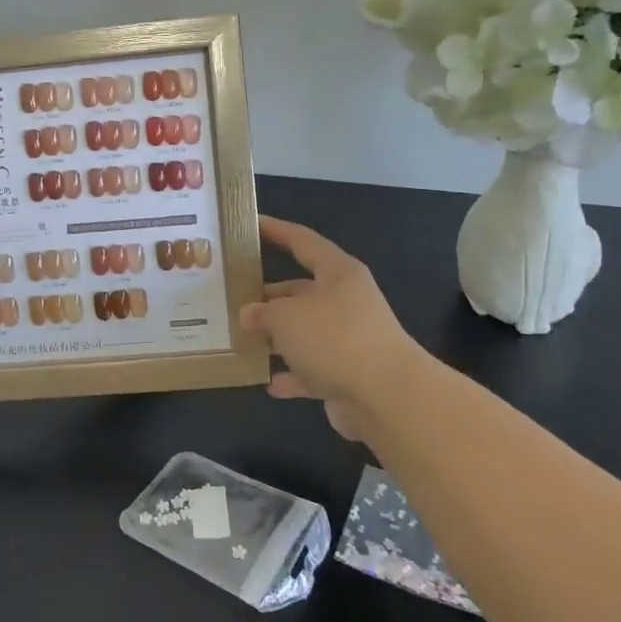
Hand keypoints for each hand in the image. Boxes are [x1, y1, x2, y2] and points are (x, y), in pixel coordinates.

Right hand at [239, 215, 427, 441]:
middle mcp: (346, 302)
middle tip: (233, 297)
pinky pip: (312, 370)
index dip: (276, 230)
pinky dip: (292, 375)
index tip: (251, 224)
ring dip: (277, 338)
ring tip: (241, 338)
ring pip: (305, 332)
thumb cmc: (334, 338)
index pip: (302, 241)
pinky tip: (268, 381)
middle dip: (269, 296)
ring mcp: (349, 340)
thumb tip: (249, 315)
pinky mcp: (348, 375)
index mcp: (338, 274)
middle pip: (301, 291)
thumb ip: (261, 313)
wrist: (387, 397)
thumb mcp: (285, 317)